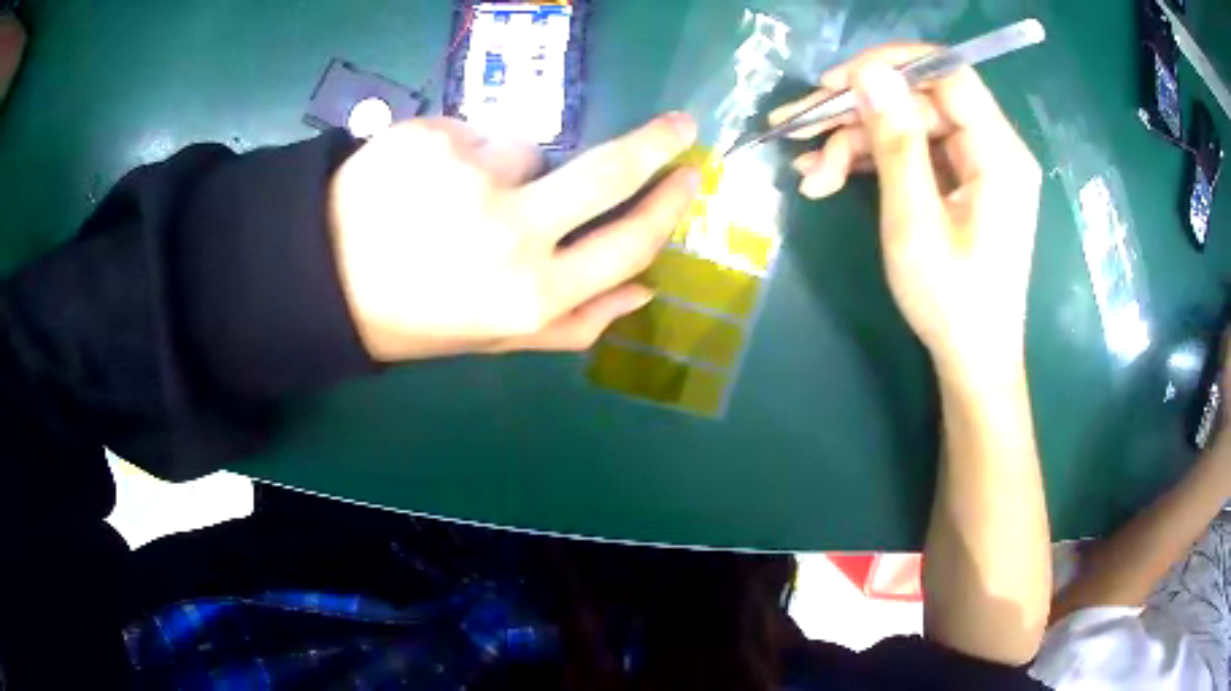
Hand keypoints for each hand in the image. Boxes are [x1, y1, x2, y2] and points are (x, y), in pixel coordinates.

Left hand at [329, 114, 699, 361]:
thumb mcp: (496, 338)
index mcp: (531, 294)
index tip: (690, 175)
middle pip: (609, 171)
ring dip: (507, 166)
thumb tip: (646, 290)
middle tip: (678, 124)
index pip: (629, 241)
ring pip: (527, 148)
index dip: (669, 206)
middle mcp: (511, 232)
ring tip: (453, 197)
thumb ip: (576, 322)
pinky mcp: (432, 136)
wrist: (323, 278)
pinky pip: (472, 132)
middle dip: (657, 143)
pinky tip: (423, 181)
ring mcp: (470, 175)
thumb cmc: (416, 317)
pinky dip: (460, 150)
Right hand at [771, 46, 1041, 382]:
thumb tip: (868, 73)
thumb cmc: (951, 302)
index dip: (889, 67)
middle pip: (919, 102)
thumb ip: (895, 141)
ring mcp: (976, 168)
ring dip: (855, 143)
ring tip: (807, 172)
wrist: (973, 361)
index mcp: (998, 153)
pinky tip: (828, 177)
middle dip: (857, 116)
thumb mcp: (915, 221)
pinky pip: (914, 154)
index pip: (946, 74)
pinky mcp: (961, 185)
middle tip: (796, 132)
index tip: (834, 84)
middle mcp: (992, 149)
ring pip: (908, 127)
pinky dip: (872, 162)